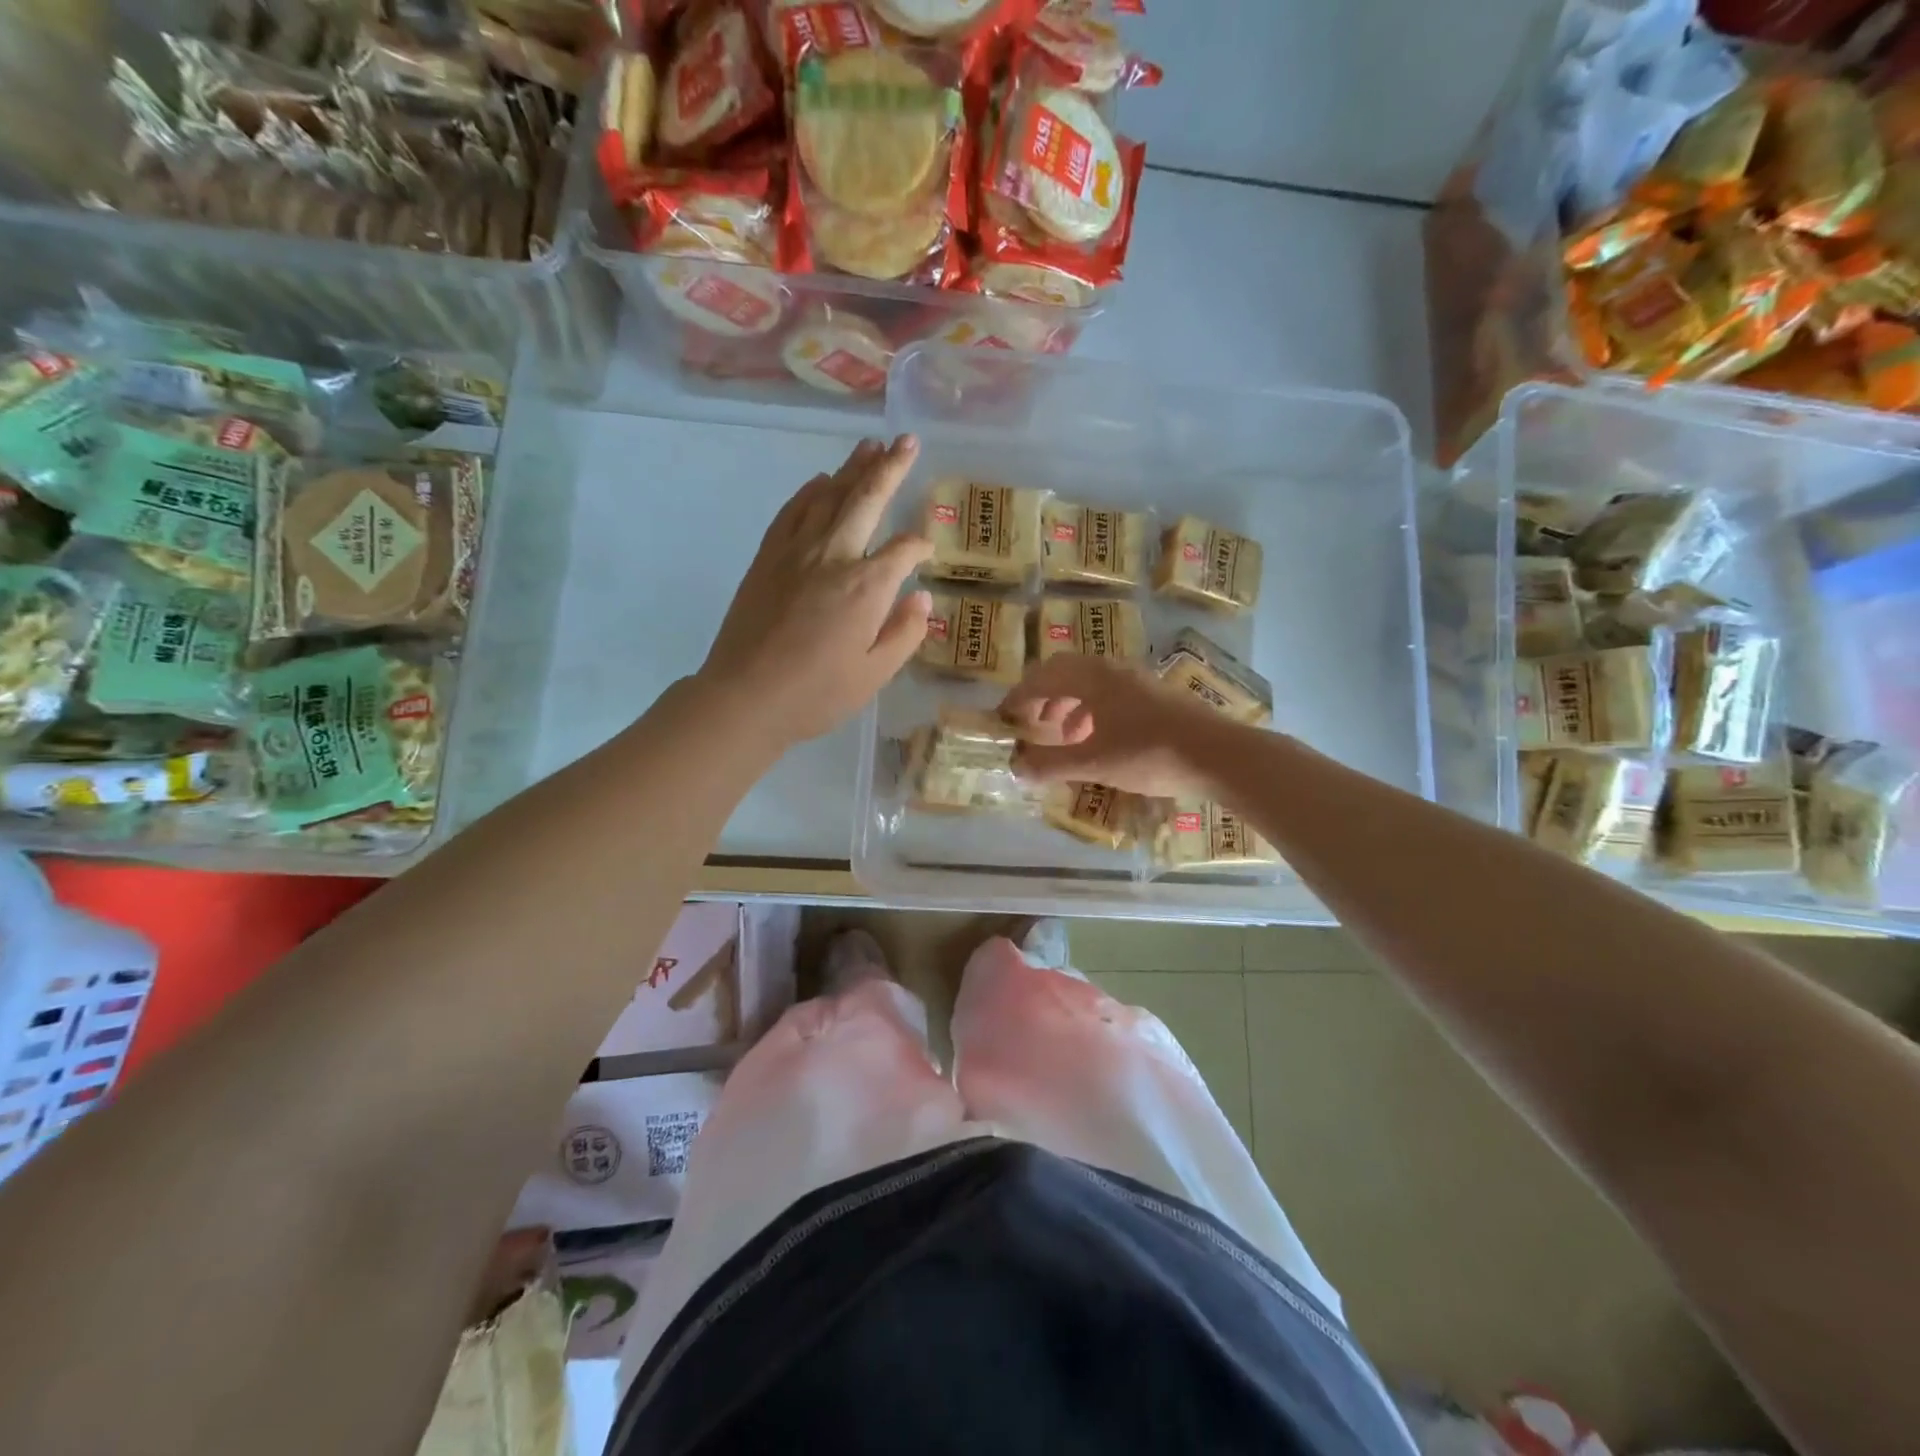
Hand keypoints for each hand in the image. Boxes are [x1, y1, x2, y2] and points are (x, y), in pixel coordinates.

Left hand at [699, 436, 931, 747]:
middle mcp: (834, 556)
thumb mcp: (875, 675)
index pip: (903, 549)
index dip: (920, 545)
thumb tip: (921, 598)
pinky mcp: (767, 557)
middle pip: (867, 499)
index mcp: (867, 586)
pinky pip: (791, 511)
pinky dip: (809, 491)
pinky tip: (821, 480)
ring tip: (870, 445)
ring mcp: (796, 551)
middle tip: (908, 439)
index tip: (926, 550)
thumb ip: (905, 633)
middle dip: (891, 467)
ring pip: (829, 495)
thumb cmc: (817, 694)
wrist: (745, 696)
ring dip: (852, 468)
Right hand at [999, 654, 1227, 797]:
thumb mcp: (1092, 764)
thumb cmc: (1148, 754)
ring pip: (1089, 683)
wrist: (1217, 755)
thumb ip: (1050, 764)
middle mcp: (1112, 670)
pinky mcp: (1154, 696)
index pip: (1041, 678)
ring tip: (1061, 737)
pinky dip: (1091, 712)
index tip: (1003, 719)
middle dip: (1041, 697)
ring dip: (1067, 705)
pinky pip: (1109, 694)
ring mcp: (1136, 680)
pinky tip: (1097, 740)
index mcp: (1092, 678)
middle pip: (1064, 673)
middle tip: (1029, 723)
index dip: (1017, 698)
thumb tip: (1016, 767)